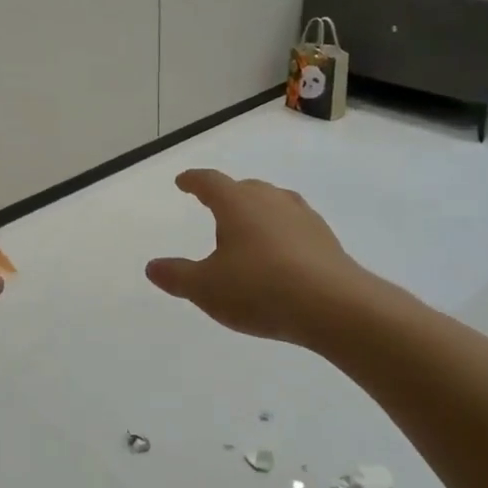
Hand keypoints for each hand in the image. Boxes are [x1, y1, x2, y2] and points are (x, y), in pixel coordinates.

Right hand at [146, 170, 378, 345]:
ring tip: (248, 230)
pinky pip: (294, 226)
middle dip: (227, 195)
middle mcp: (271, 200)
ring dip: (257, 212)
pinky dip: (280, 233)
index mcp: (237, 203)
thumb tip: (152, 267)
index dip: (193, 181)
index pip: (210, 182)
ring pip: (273, 204)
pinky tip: (280, 255)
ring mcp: (303, 217)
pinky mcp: (325, 240)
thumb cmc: (260, 289)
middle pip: (244, 188)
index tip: (183, 182)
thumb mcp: (206, 288)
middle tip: (214, 206)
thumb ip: (177, 276)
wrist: (335, 307)